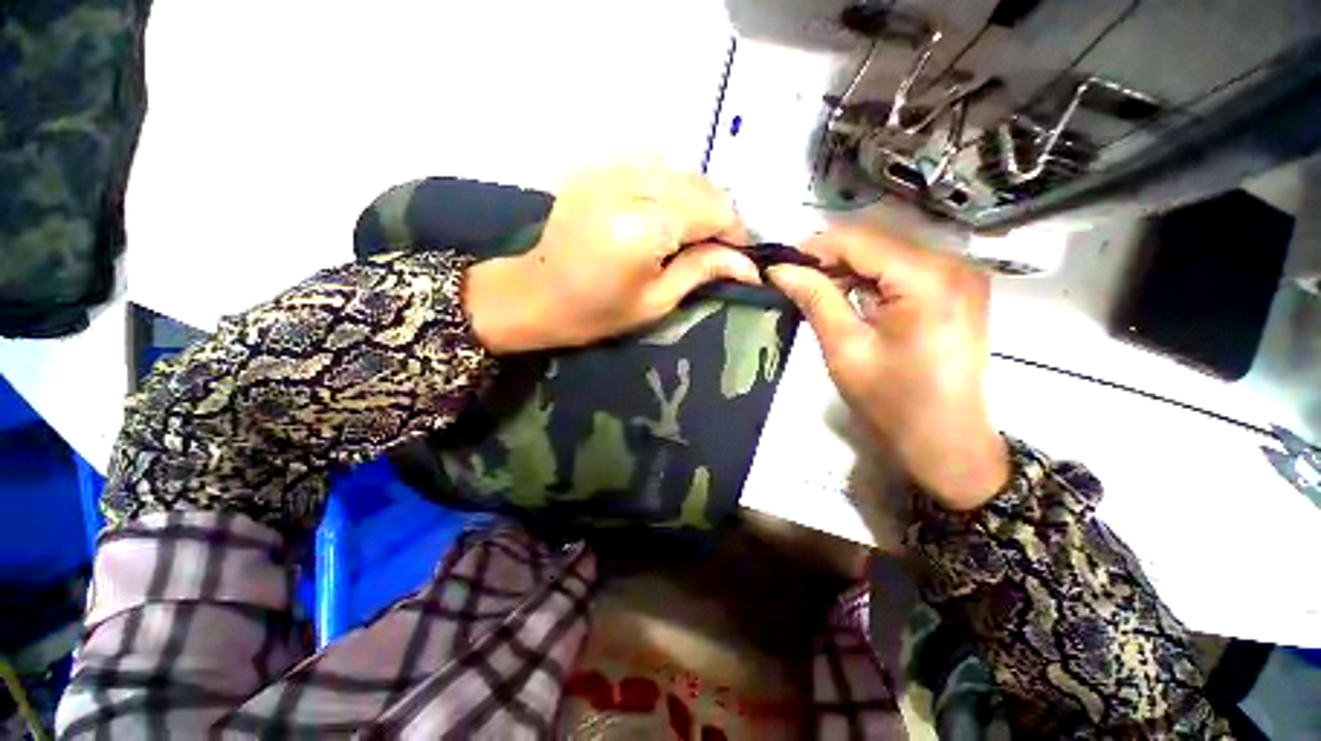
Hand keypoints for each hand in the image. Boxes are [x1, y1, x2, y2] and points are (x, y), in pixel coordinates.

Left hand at [465, 162, 760, 352]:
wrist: (536, 296)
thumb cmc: (597, 312)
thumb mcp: (657, 302)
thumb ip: (703, 270)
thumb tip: (748, 266)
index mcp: (643, 227)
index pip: (713, 209)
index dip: (735, 231)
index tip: (741, 256)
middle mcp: (628, 186)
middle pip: (699, 184)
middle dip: (718, 215)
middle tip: (718, 247)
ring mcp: (608, 170)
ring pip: (679, 170)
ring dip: (696, 199)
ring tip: (694, 232)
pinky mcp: (596, 168)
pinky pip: (651, 165)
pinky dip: (670, 186)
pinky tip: (666, 212)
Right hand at [767, 225, 1008, 509]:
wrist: (945, 442)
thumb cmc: (892, 402)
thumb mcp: (844, 349)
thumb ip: (815, 300)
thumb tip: (780, 269)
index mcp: (927, 279)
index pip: (859, 240)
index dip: (814, 249)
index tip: (780, 267)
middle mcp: (952, 264)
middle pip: (875, 242)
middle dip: (830, 259)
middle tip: (794, 283)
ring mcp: (960, 275)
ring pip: (887, 254)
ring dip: (848, 269)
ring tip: (817, 293)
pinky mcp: (957, 289)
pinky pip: (903, 269)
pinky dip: (870, 279)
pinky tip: (849, 298)